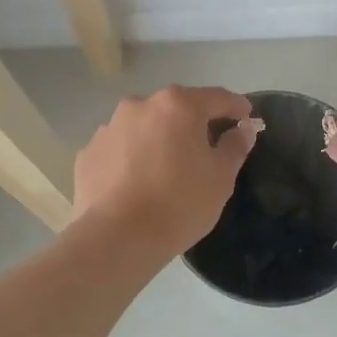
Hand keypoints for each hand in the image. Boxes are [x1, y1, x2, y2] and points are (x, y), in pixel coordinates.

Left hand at [72, 86, 257, 258]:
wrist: (117, 238)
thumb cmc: (180, 203)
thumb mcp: (221, 177)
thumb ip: (235, 145)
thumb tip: (243, 128)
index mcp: (178, 105)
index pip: (218, 98)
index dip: (237, 108)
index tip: (247, 120)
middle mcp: (141, 105)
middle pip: (177, 109)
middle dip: (194, 124)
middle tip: (207, 150)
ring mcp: (109, 127)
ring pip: (145, 127)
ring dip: (159, 139)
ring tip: (166, 170)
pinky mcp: (88, 152)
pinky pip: (120, 148)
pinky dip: (132, 158)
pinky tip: (137, 184)